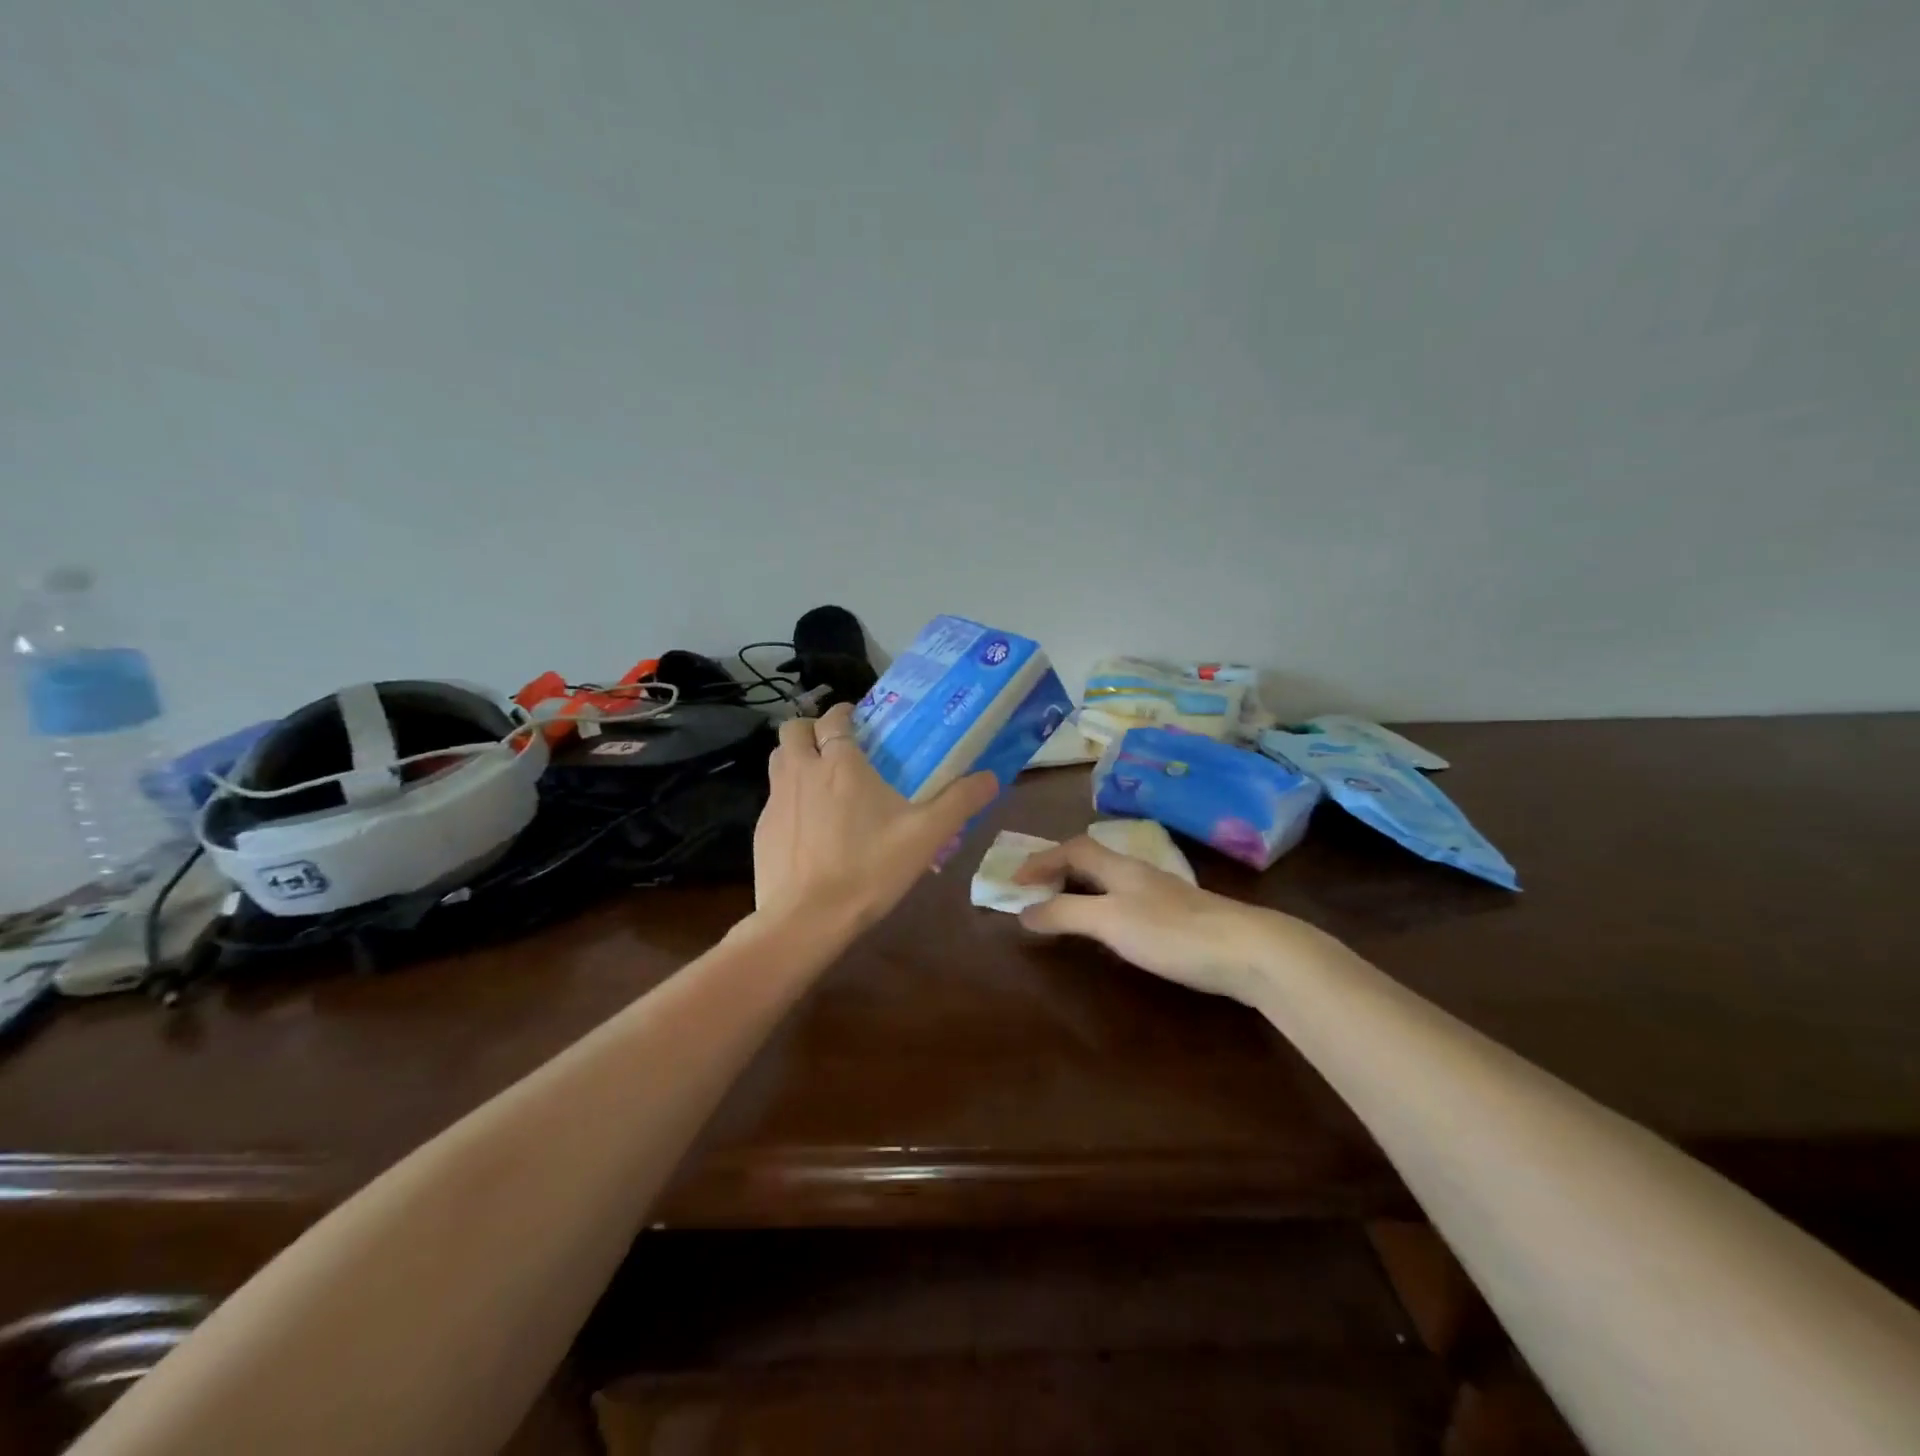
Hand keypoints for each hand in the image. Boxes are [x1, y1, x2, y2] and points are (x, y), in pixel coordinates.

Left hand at [752, 702, 998, 936]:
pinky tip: (808, 827)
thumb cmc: (868, 869)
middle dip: (812, 729)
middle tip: (835, 747)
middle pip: (794, 728)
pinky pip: (773, 798)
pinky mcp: (762, 829)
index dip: (844, 713)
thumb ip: (959, 802)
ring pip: (778, 759)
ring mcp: (775, 800)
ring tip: (821, 780)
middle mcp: (802, 771)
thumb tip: (991, 777)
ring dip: (796, 757)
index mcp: (840, 763)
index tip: (859, 721)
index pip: (833, 718)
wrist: (806, 919)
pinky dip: (789, 798)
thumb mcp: (925, 836)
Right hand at [1014, 835, 1277, 1001]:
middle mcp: (1139, 872)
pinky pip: (1129, 899)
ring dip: (1083, 886)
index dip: (1041, 860)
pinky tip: (1113, 927)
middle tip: (1036, 889)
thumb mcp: (1109, 921)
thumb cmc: (1171, 932)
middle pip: (1092, 858)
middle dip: (1060, 868)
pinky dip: (1105, 904)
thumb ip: (1065, 914)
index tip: (1014, 880)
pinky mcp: (1181, 916)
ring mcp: (1163, 893)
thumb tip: (1023, 912)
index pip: (1072, 849)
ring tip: (1066, 904)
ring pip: (1112, 878)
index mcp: (1119, 867)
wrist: (1248, 950)